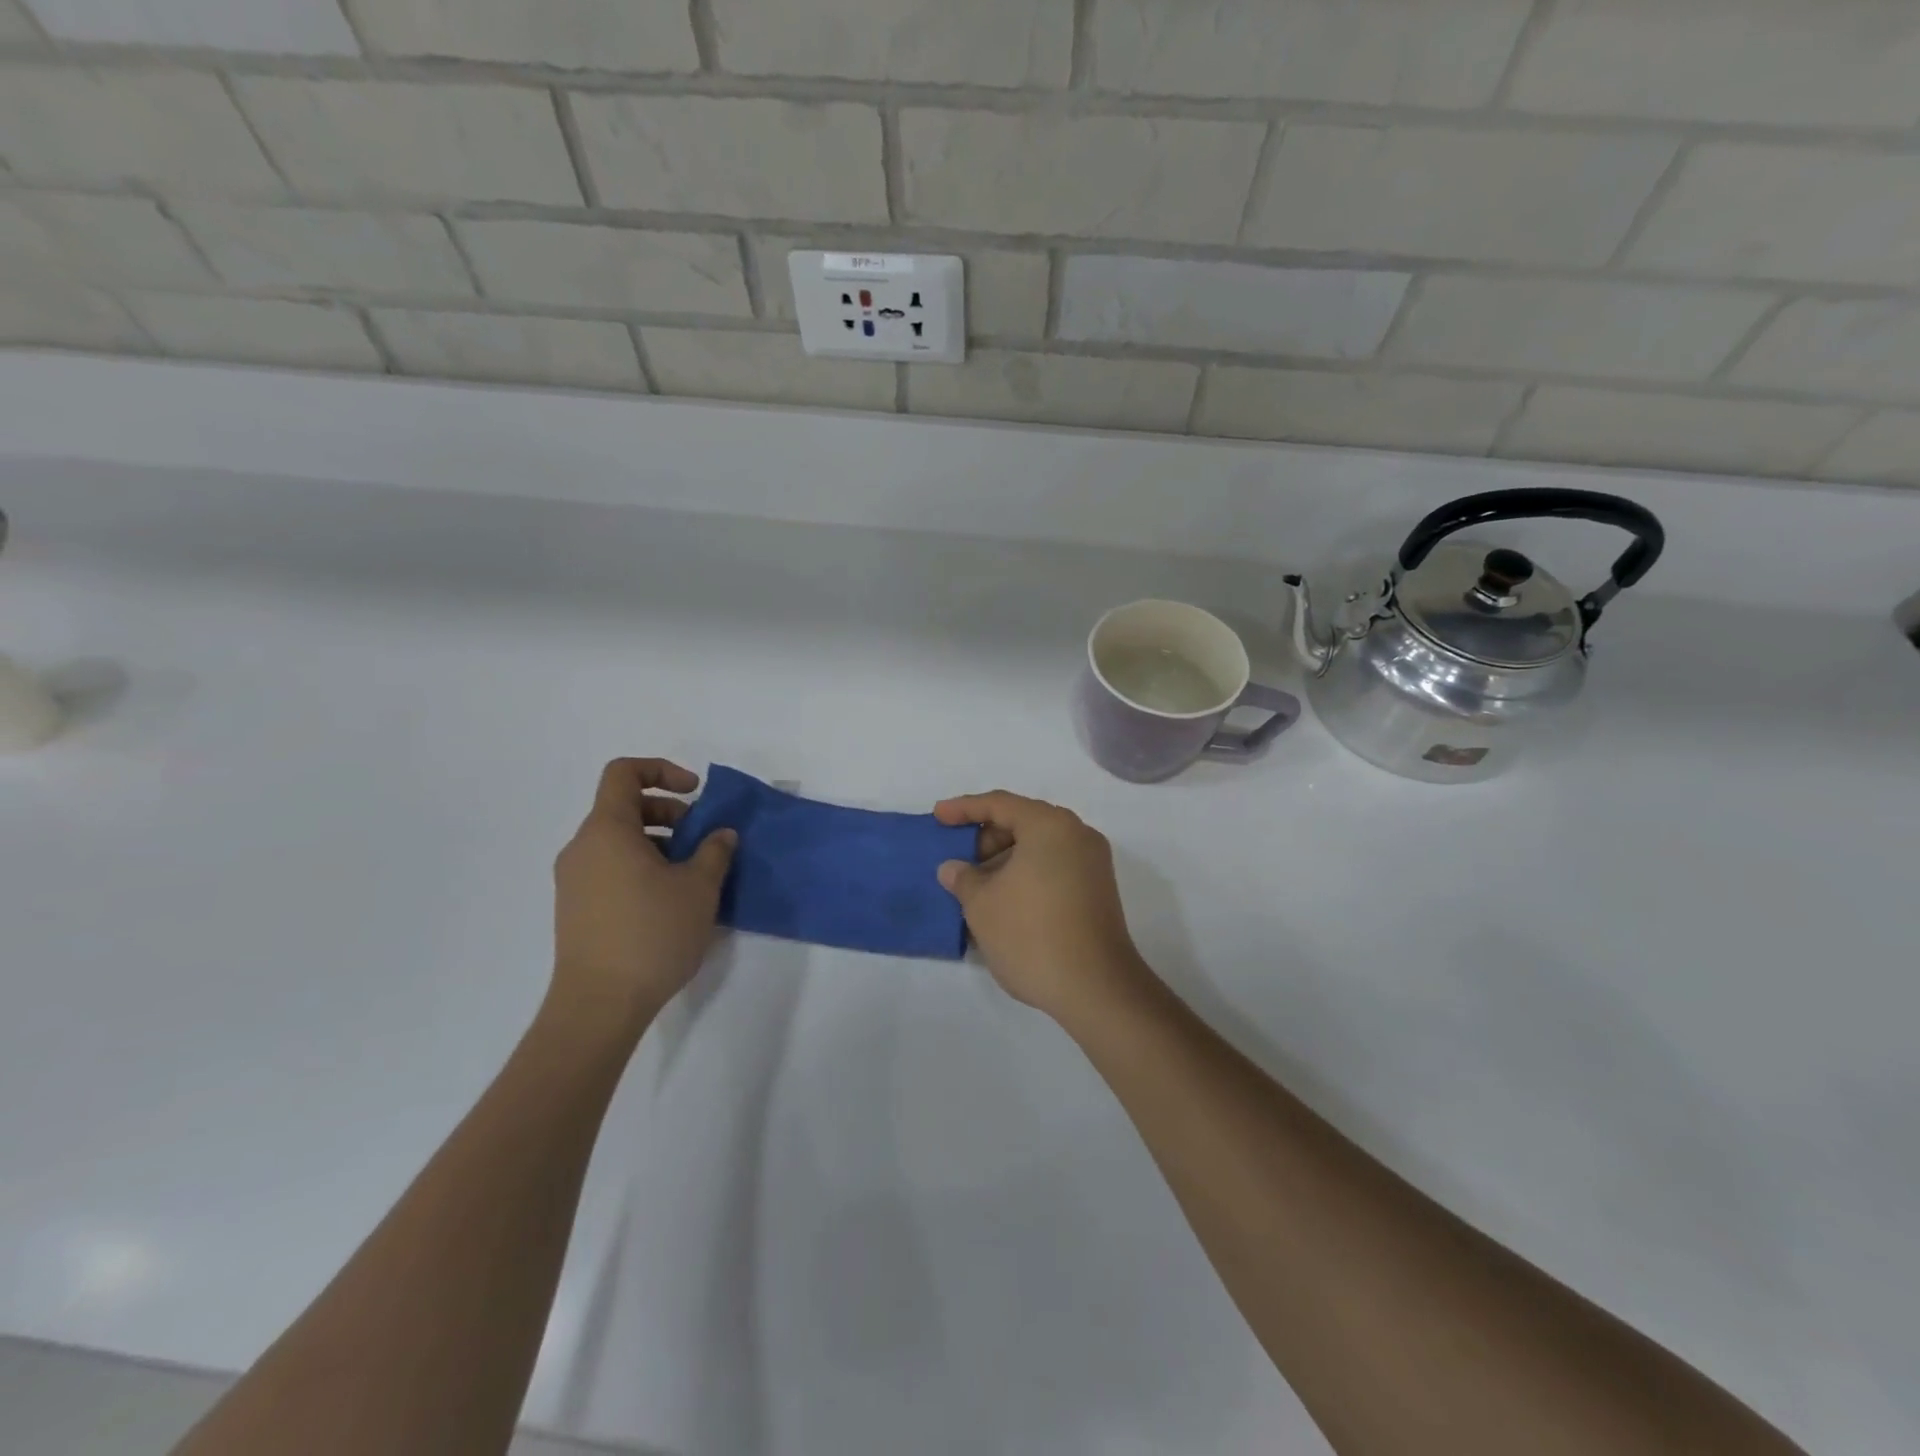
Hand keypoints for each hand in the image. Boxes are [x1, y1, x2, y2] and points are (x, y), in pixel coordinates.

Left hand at [551, 758, 735, 1030]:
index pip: (624, 773)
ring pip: (618, 840)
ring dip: (658, 843)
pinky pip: (610, 868)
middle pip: (624, 807)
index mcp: (607, 830)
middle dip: (668, 813)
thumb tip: (721, 834)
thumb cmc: (652, 934)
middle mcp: (583, 847)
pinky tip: (669, 901)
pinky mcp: (575, 908)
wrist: (599, 1004)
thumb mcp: (699, 888)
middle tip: (701, 840)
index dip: (662, 771)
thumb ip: (715, 851)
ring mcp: (574, 880)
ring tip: (692, 875)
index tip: (695, 794)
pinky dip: (640, 867)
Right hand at [933, 791, 1150, 1020]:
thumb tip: (954, 868)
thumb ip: (963, 878)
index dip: (964, 808)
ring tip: (975, 888)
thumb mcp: (982, 904)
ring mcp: (1092, 864)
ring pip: (1038, 848)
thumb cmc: (1031, 935)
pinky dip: (1025, 876)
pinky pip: (1053, 868)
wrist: (1096, 988)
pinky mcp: (1097, 891)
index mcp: (1050, 825)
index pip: (1000, 804)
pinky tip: (1003, 902)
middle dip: (986, 839)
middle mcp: (1077, 835)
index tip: (938, 817)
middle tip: (958, 862)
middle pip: (1023, 822)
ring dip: (1004, 861)